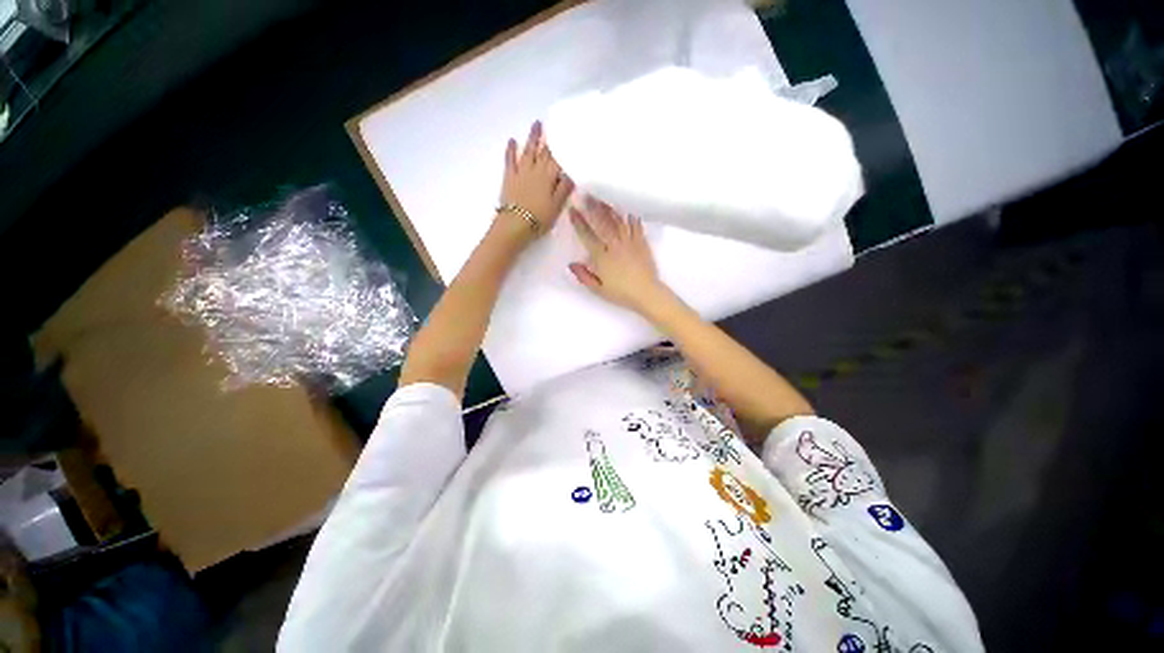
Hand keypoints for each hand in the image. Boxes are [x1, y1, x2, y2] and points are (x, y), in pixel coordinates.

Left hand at [498, 121, 573, 241]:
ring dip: (532, 137)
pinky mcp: (509, 177)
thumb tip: (572, 171)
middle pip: (544, 152)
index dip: (564, 146)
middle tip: (555, 123)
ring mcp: (521, 172)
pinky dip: (511, 150)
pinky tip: (512, 140)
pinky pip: (509, 160)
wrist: (515, 224)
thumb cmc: (540, 218)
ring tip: (536, 124)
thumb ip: (565, 188)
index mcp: (549, 177)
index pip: (559, 158)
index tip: (570, 134)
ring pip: (528, 151)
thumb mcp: (557, 205)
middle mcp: (536, 170)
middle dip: (550, 137)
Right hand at [569, 196, 670, 313]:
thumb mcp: (598, 289)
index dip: (578, 222)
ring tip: (602, 196)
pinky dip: (630, 215)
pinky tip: (626, 205)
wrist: (646, 293)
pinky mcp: (641, 242)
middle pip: (602, 222)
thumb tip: (571, 264)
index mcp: (602, 257)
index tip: (572, 210)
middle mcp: (614, 245)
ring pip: (617, 220)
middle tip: (585, 194)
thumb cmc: (621, 293)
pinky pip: (635, 225)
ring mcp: (629, 242)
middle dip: (592, 207)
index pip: (587, 235)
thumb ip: (584, 276)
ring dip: (609, 207)